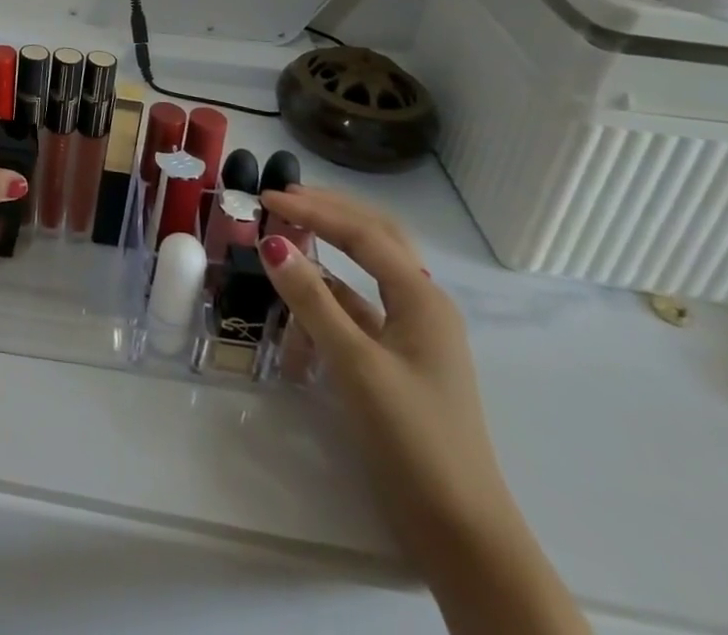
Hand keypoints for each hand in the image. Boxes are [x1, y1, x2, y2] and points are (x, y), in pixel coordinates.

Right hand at [256, 187, 515, 561]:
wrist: (460, 529)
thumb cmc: (412, 437)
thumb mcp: (354, 363)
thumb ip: (312, 300)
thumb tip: (271, 243)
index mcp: (422, 298)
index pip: (362, 233)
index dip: (314, 210)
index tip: (267, 198)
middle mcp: (423, 305)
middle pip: (377, 238)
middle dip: (332, 212)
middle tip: (285, 198)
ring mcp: (414, 333)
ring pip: (369, 270)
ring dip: (331, 247)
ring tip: (290, 233)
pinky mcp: (400, 360)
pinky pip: (361, 308)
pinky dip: (330, 294)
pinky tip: (301, 298)